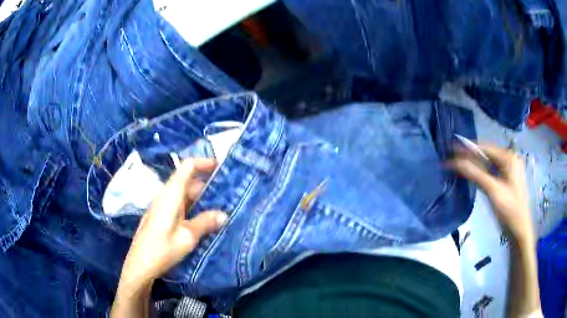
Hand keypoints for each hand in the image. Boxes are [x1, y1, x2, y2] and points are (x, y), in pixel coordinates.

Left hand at [117, 158, 227, 290]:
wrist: (140, 265)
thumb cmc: (162, 249)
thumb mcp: (187, 237)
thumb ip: (205, 223)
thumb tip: (224, 214)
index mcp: (171, 194)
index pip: (187, 167)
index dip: (203, 162)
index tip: (221, 166)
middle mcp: (166, 196)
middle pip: (188, 180)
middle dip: (208, 183)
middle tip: (229, 191)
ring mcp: (163, 207)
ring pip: (185, 194)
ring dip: (202, 197)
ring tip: (222, 205)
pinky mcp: (162, 218)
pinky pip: (181, 206)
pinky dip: (195, 207)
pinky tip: (205, 219)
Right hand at [449, 145, 534, 246]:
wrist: (519, 229)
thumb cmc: (509, 209)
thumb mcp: (492, 190)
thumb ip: (475, 174)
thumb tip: (454, 162)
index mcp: (508, 157)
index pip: (485, 148)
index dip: (468, 148)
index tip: (451, 150)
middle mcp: (509, 159)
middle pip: (487, 155)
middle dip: (471, 157)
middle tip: (453, 160)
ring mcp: (509, 170)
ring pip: (488, 164)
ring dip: (475, 166)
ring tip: (459, 167)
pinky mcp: (507, 180)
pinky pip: (491, 172)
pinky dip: (481, 174)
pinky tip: (472, 176)